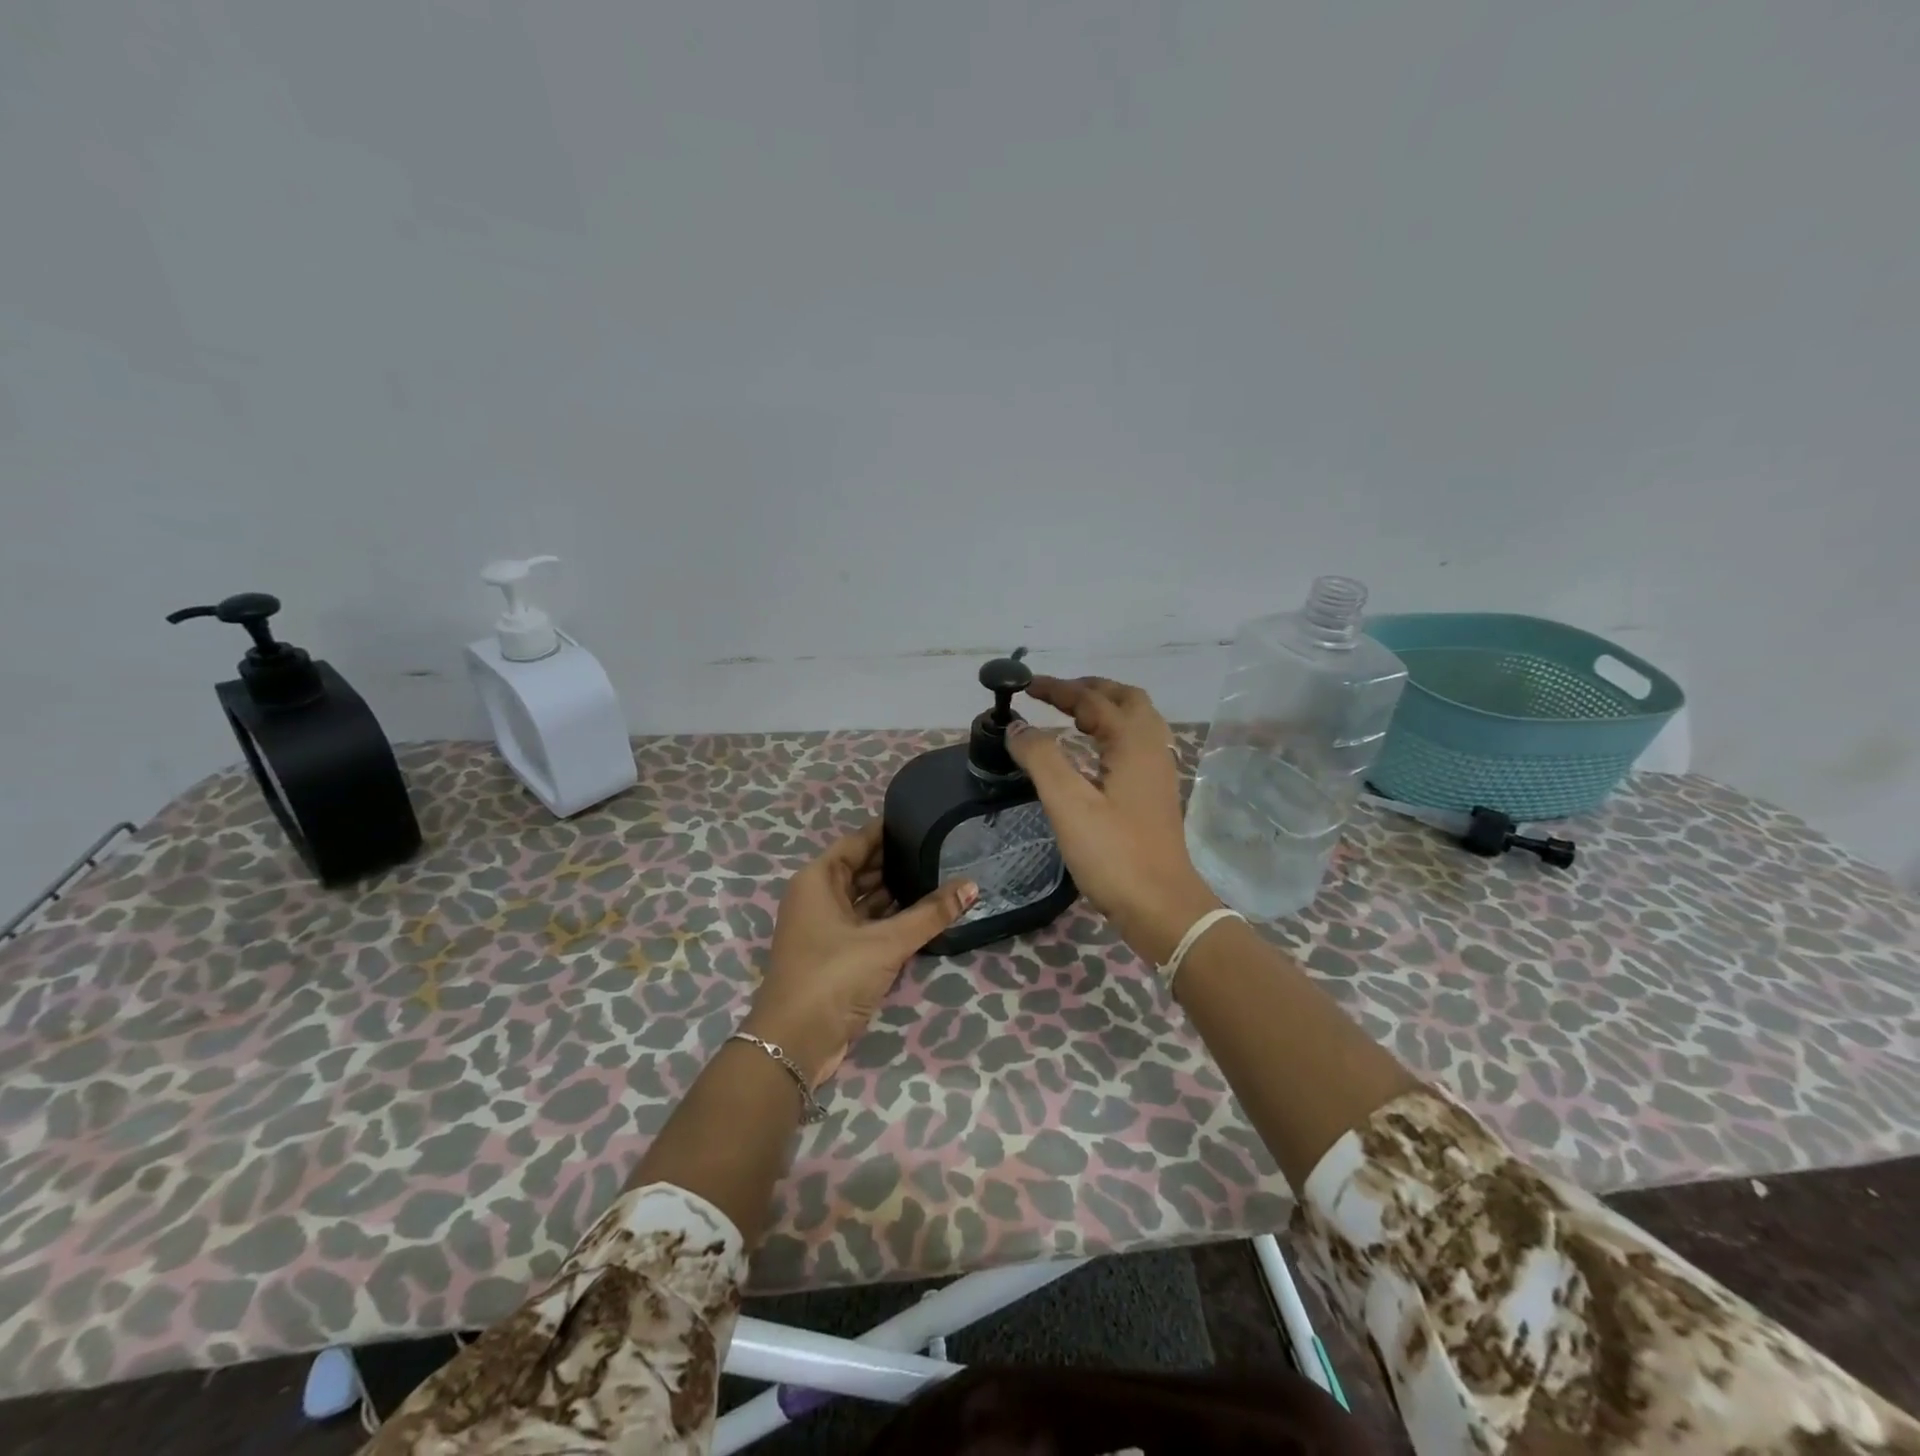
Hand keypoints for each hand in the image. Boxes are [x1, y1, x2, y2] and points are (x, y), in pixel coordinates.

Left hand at [744, 821, 976, 1086]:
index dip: (888, 830)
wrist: (795, 1043)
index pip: (858, 841)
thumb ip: (930, 914)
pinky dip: (891, 918)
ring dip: (897, 892)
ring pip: (866, 898)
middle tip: (941, 849)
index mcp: (818, 879)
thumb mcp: (886, 942)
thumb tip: (972, 885)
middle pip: (863, 869)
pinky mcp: (836, 953)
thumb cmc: (833, 976)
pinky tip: (923, 913)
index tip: (924, 819)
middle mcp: (819, 896)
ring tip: (939, 876)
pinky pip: (867, 923)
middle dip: (897, 861)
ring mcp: (826, 926)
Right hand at [1007, 676, 1221, 964]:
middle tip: (1055, 695)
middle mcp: (1152, 748)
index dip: (1057, 689)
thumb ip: (1041, 759)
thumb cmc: (1114, 853)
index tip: (1025, 685)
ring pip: (1136, 721)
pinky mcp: (1156, 794)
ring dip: (1104, 709)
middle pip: (1126, 699)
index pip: (1091, 699)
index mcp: (1132, 742)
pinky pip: (1136, 745)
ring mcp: (1159, 772)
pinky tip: (1093, 754)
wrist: (1162, 907)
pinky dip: (1112, 733)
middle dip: (1089, 689)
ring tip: (1071, 717)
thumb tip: (1018, 727)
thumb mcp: (1069, 804)